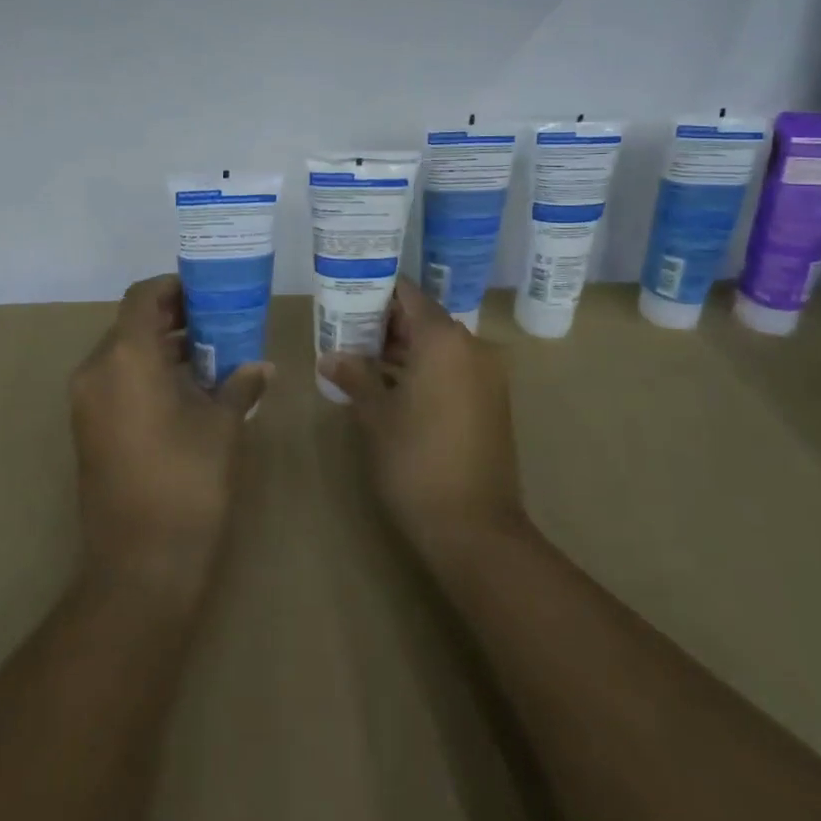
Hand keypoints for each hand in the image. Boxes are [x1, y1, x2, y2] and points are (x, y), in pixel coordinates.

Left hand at [70, 276, 271, 605]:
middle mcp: (96, 370)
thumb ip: (241, 385)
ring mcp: (86, 402)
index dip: (174, 287)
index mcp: (126, 357)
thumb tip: (262, 366)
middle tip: (217, 320)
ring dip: (160, 346)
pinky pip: (115, 381)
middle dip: (173, 316)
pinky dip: (146, 373)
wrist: (140, 565)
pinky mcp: (87, 429)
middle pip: (131, 323)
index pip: (142, 297)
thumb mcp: (222, 427)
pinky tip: (186, 389)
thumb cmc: (187, 482)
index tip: (208, 291)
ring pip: (122, 353)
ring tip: (209, 353)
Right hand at [318, 279, 526, 566]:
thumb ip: (354, 376)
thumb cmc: (416, 460)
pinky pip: (454, 369)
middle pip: (425, 319)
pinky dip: (426, 370)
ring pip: (440, 346)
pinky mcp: (492, 402)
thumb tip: (329, 356)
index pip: (408, 295)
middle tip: (348, 330)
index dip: (378, 292)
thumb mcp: (376, 415)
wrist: (475, 528)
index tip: (348, 295)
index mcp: (444, 340)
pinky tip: (393, 386)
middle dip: (387, 323)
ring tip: (363, 357)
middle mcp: (472, 347)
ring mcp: (487, 376)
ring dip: (406, 349)